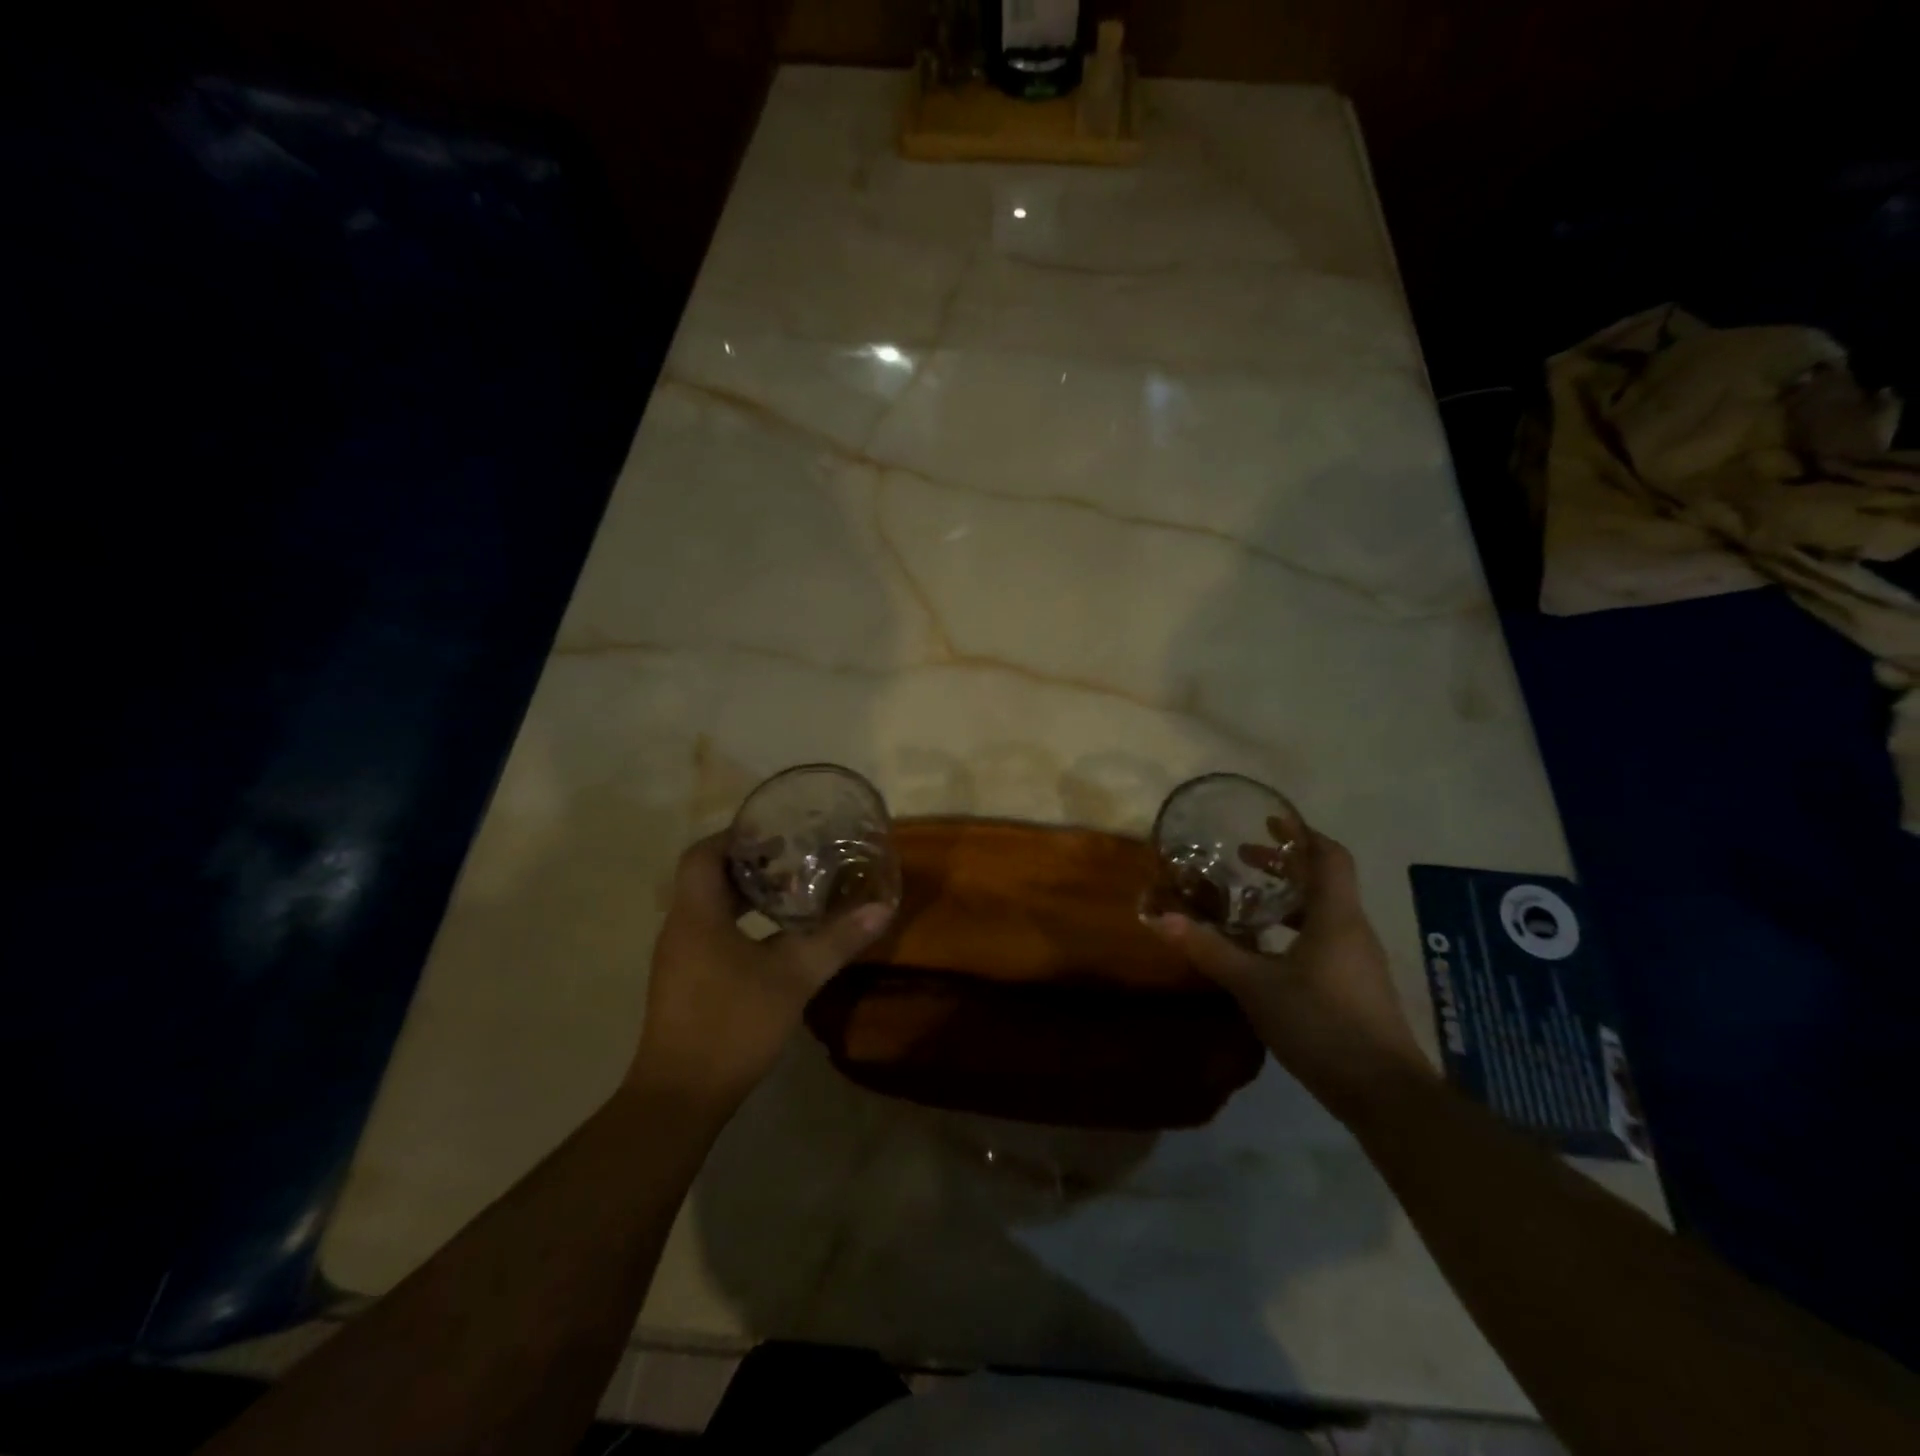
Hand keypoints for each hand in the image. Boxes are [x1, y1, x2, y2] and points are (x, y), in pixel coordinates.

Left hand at [630, 835, 895, 1114]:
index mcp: (697, 914)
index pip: (702, 853)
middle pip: (706, 877)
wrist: (681, 1097)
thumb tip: (881, 908)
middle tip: (793, 862)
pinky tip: (773, 940)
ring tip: (790, 895)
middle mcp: (681, 928)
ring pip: (708, 907)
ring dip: (745, 896)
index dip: (735, 837)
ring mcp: (678, 958)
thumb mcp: (793, 977)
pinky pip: (709, 933)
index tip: (774, 834)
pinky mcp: (684, 982)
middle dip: (748, 865)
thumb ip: (836, 940)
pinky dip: (739, 923)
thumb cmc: (732, 1023)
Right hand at [1148, 831, 1433, 1116]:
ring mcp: (1358, 961)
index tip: (1269, 820)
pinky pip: (1325, 940)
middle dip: (1285, 865)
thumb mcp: (1256, 984)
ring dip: (1289, 899)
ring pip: (1324, 913)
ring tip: (1249, 902)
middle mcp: (1352, 930)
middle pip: (1324, 881)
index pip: (1329, 856)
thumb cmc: (1322, 1023)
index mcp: (1336, 916)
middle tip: (1244, 858)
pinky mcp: (1356, 988)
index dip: (1301, 833)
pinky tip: (1267, 952)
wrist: (1384, 1094)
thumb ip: (1210, 949)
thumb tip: (1160, 918)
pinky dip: (1295, 930)